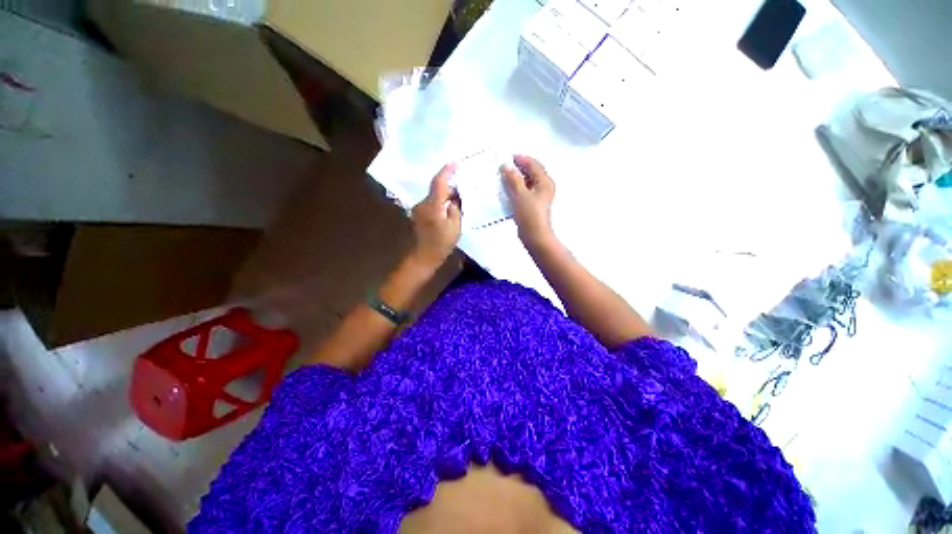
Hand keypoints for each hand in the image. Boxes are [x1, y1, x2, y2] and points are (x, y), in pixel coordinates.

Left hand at [410, 163, 461, 268]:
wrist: (425, 255)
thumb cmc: (442, 243)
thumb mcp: (456, 227)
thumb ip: (455, 209)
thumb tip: (454, 199)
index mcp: (433, 206)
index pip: (439, 182)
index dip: (447, 171)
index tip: (455, 162)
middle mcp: (423, 203)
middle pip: (437, 189)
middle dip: (449, 186)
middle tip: (463, 187)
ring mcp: (419, 208)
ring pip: (434, 196)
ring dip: (445, 196)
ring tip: (457, 200)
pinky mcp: (418, 213)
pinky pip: (431, 203)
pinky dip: (440, 202)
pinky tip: (448, 208)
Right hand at [501, 155, 555, 246]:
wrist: (534, 235)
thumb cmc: (530, 214)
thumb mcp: (520, 194)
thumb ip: (513, 179)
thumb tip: (507, 167)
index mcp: (544, 182)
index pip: (533, 164)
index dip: (521, 159)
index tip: (507, 158)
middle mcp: (544, 187)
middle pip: (531, 172)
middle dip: (517, 169)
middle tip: (504, 168)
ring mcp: (539, 197)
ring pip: (527, 183)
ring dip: (516, 179)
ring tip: (503, 178)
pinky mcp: (533, 205)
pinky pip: (524, 192)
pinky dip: (516, 189)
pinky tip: (507, 191)